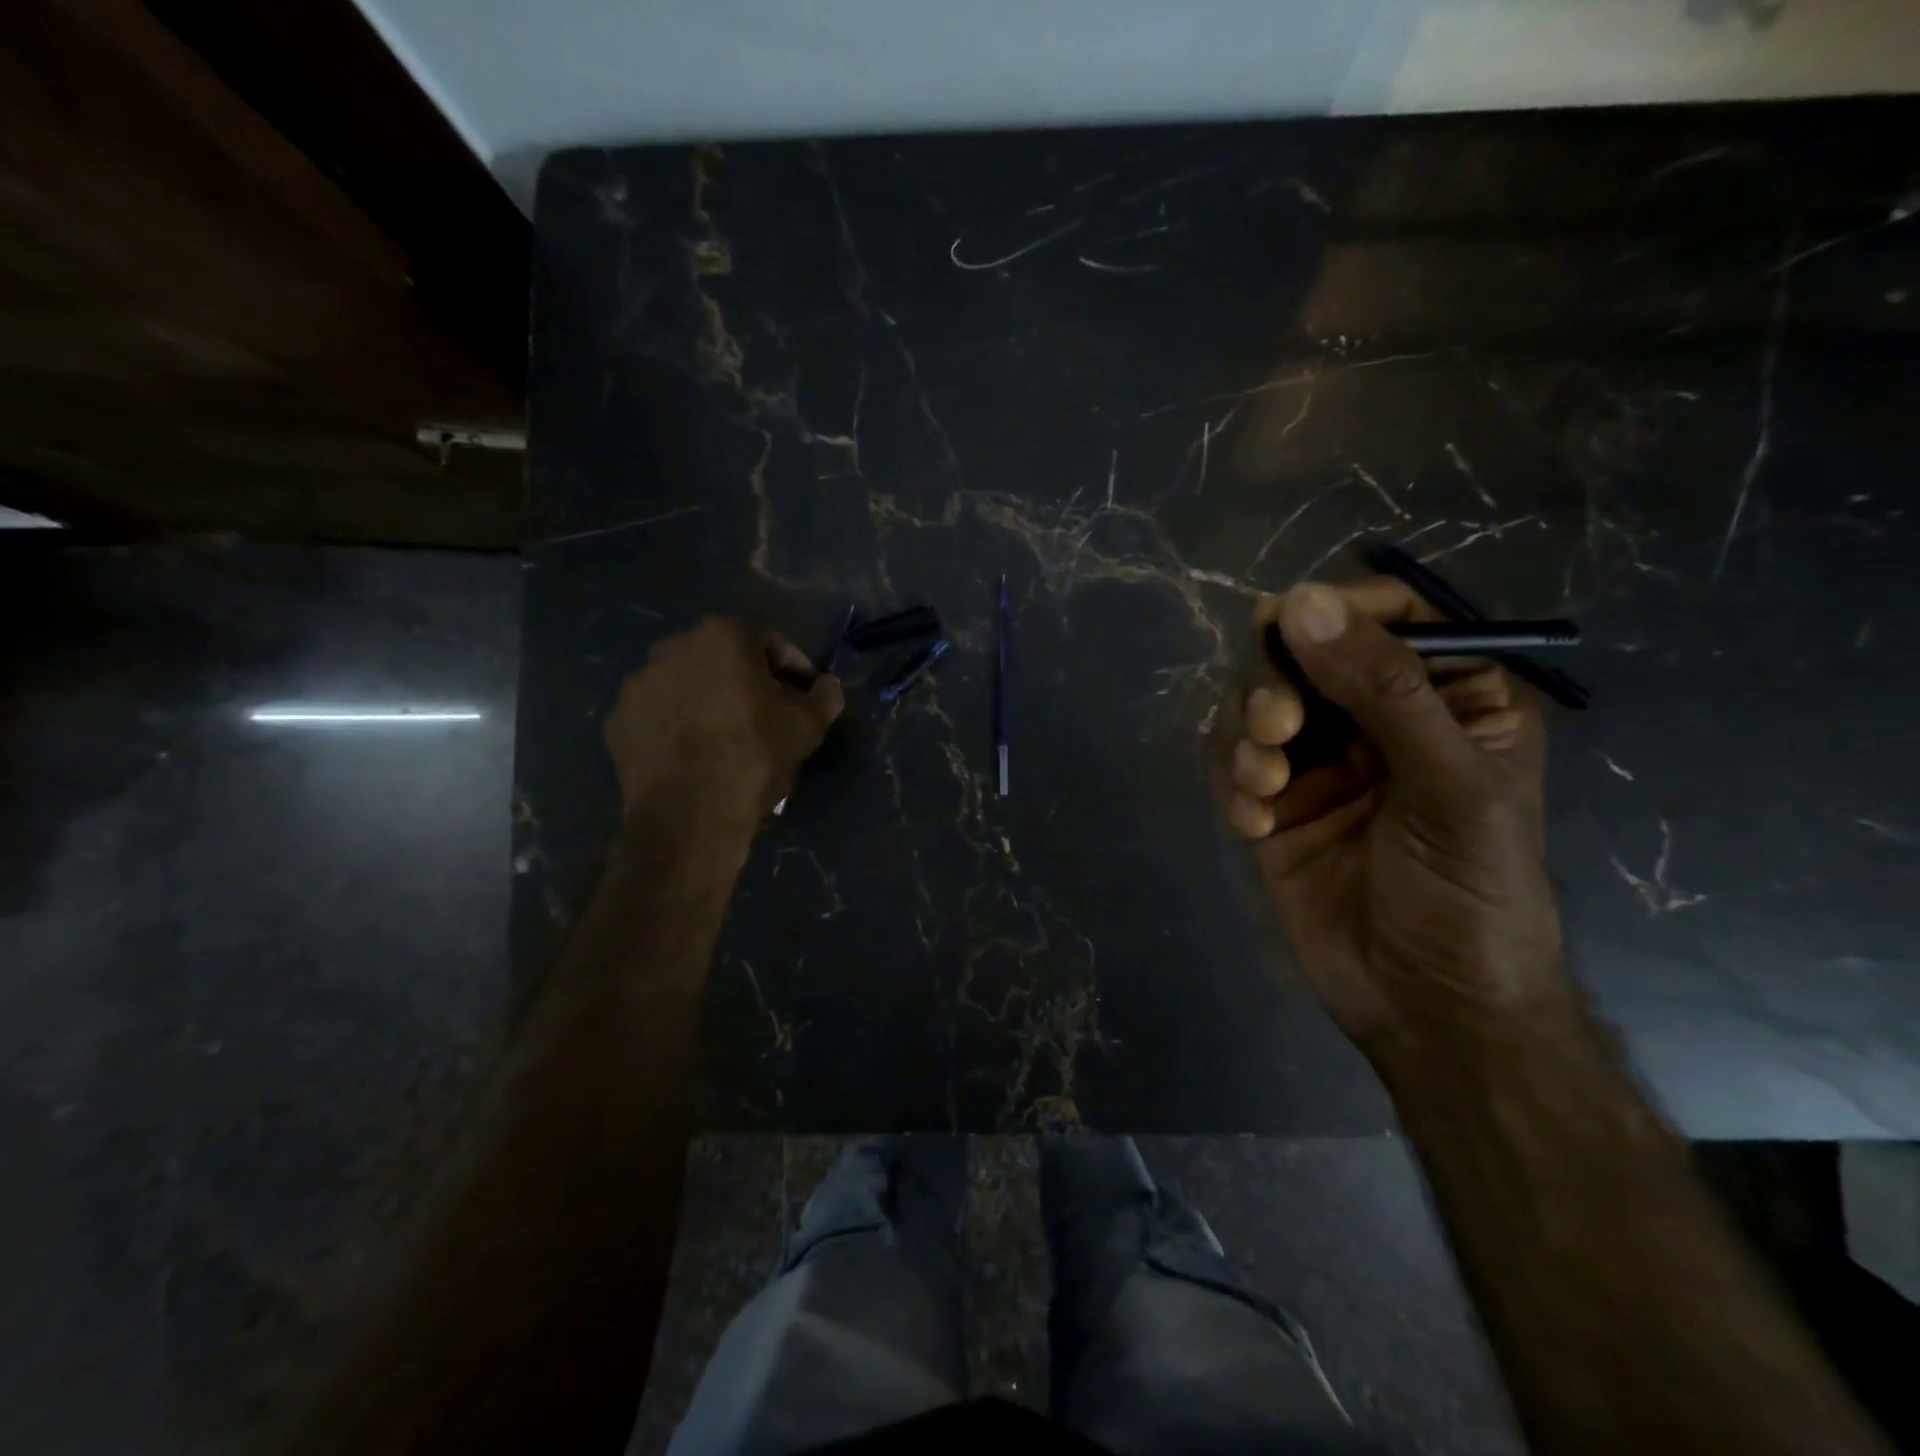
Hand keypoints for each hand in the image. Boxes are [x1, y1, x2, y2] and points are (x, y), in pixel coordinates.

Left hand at [604, 617, 843, 825]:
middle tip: (770, 717)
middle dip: (749, 682)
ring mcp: (639, 682)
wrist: (689, 815)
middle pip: (725, 659)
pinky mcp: (618, 719)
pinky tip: (695, 755)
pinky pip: (660, 714)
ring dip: (711, 701)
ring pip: (689, 685)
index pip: (771, 642)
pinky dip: (678, 726)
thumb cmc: (754, 756)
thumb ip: (825, 695)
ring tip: (729, 739)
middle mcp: (673, 646)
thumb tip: (827, 686)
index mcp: (722, 636)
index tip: (806, 698)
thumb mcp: (808, 726)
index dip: (795, 670)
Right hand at [1217, 579, 1567, 1056]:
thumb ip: (1382, 690)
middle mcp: (1377, 718)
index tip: (1290, 625)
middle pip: (1303, 654)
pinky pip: (1233, 762)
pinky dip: (1234, 783)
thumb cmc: (1472, 894)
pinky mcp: (1274, 803)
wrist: (1426, 1008)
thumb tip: (1297, 601)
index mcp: (1449, 697)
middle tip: (1277, 726)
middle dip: (1276, 683)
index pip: (1391, 614)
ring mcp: (1320, 761)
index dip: (1337, 609)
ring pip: (1256, 704)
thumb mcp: (1449, 786)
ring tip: (1266, 785)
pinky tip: (1255, 824)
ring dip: (1248, 735)